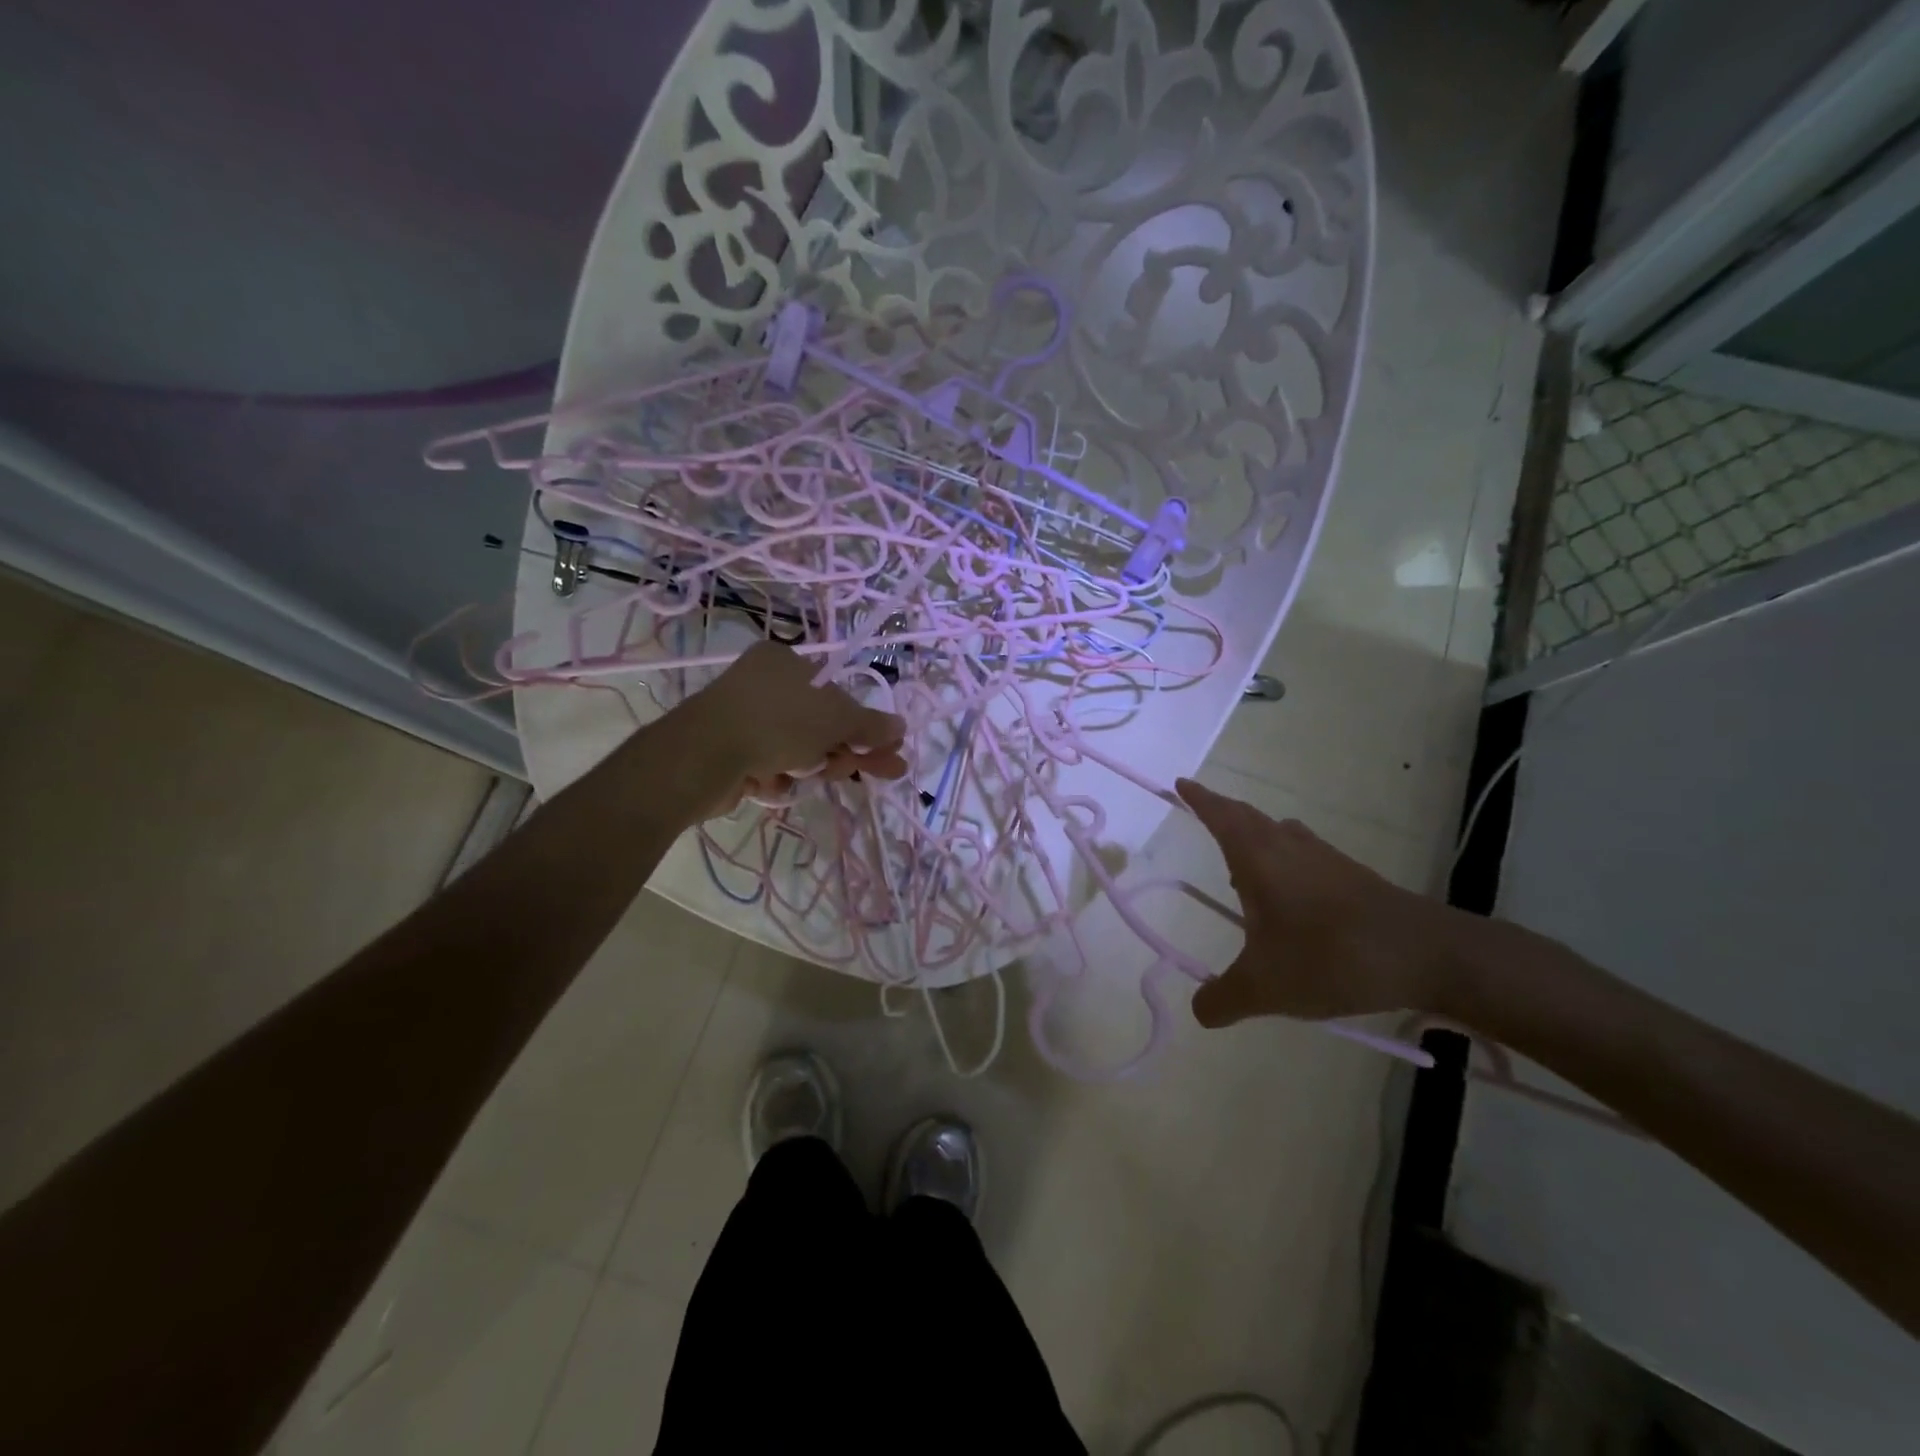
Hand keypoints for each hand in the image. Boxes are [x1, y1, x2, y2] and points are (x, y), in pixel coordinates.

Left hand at [682, 642, 908, 813]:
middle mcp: (763, 685)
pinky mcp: (729, 753)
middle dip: (851, 750)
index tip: (888, 748)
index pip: (836, 692)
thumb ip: (870, 725)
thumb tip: (901, 727)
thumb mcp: (836, 719)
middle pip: (821, 723)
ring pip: (799, 748)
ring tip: (821, 778)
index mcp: (785, 662)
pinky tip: (778, 784)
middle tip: (884, 772)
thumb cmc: (777, 722)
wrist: (702, 756)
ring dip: (818, 765)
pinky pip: (770, 764)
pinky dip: (780, 776)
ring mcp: (744, 720)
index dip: (865, 723)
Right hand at [1174, 778, 1456, 1027]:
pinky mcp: (1353, 876)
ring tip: (1241, 869)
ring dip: (1256, 838)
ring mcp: (1325, 858)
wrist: (1427, 955)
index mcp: (1258, 857)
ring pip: (1279, 835)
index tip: (1180, 783)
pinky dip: (1284, 862)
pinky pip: (1304, 855)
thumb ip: (1223, 999)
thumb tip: (1200, 1010)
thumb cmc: (1330, 956)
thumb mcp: (1265, 988)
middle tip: (1204, 817)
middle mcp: (1288, 846)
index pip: (1220, 815)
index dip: (1198, 798)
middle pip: (1248, 818)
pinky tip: (1290, 899)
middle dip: (1222, 814)